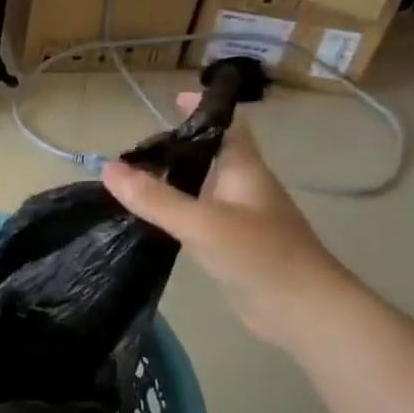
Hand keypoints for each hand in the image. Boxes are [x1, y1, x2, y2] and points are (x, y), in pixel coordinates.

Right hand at [103, 96, 358, 347]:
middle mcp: (245, 189)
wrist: (305, 313)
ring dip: (175, 181)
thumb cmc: (261, 256)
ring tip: (134, 181)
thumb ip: (155, 198)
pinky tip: (153, 222)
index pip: (228, 126)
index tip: (172, 99)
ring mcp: (243, 220)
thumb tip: (108, 168)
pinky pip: (201, 219)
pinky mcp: (235, 248)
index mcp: (245, 171)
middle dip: (178, 147)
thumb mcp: (201, 223)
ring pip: (205, 188)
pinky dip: (177, 213)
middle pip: (212, 156)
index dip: (203, 110)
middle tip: (136, 150)